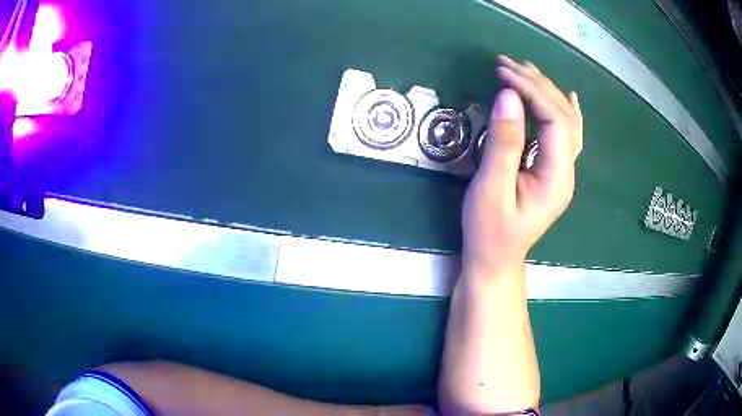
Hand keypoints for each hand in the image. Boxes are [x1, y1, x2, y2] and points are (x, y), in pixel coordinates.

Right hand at [462, 56, 583, 275]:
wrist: (495, 259)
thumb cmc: (489, 231)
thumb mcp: (490, 189)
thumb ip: (503, 143)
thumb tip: (508, 96)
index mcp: (557, 178)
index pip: (555, 120)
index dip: (532, 91)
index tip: (502, 73)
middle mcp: (567, 171)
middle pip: (564, 116)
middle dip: (537, 85)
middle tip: (507, 64)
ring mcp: (563, 172)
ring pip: (567, 122)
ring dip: (547, 91)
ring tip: (524, 69)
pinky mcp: (554, 171)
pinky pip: (567, 134)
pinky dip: (564, 110)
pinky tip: (567, 96)